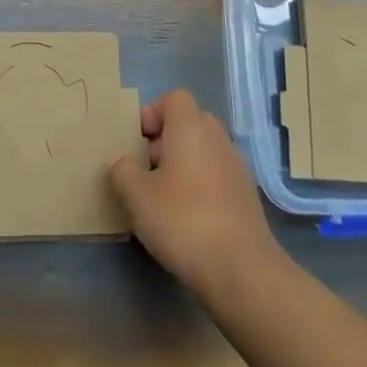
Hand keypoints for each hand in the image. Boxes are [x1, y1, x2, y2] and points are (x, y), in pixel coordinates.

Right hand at [110, 90, 281, 297]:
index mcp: (191, 127)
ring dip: (182, 166)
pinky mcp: (246, 195)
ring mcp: (236, 166)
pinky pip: (216, 176)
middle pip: (188, 123)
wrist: (241, 268)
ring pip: (203, 151)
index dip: (151, 114)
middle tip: (145, 171)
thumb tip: (120, 161)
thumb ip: (122, 172)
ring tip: (162, 198)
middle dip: (164, 141)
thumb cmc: (182, 220)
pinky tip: (187, 219)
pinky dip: (200, 186)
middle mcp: (217, 138)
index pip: (173, 98)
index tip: (136, 143)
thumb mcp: (137, 196)